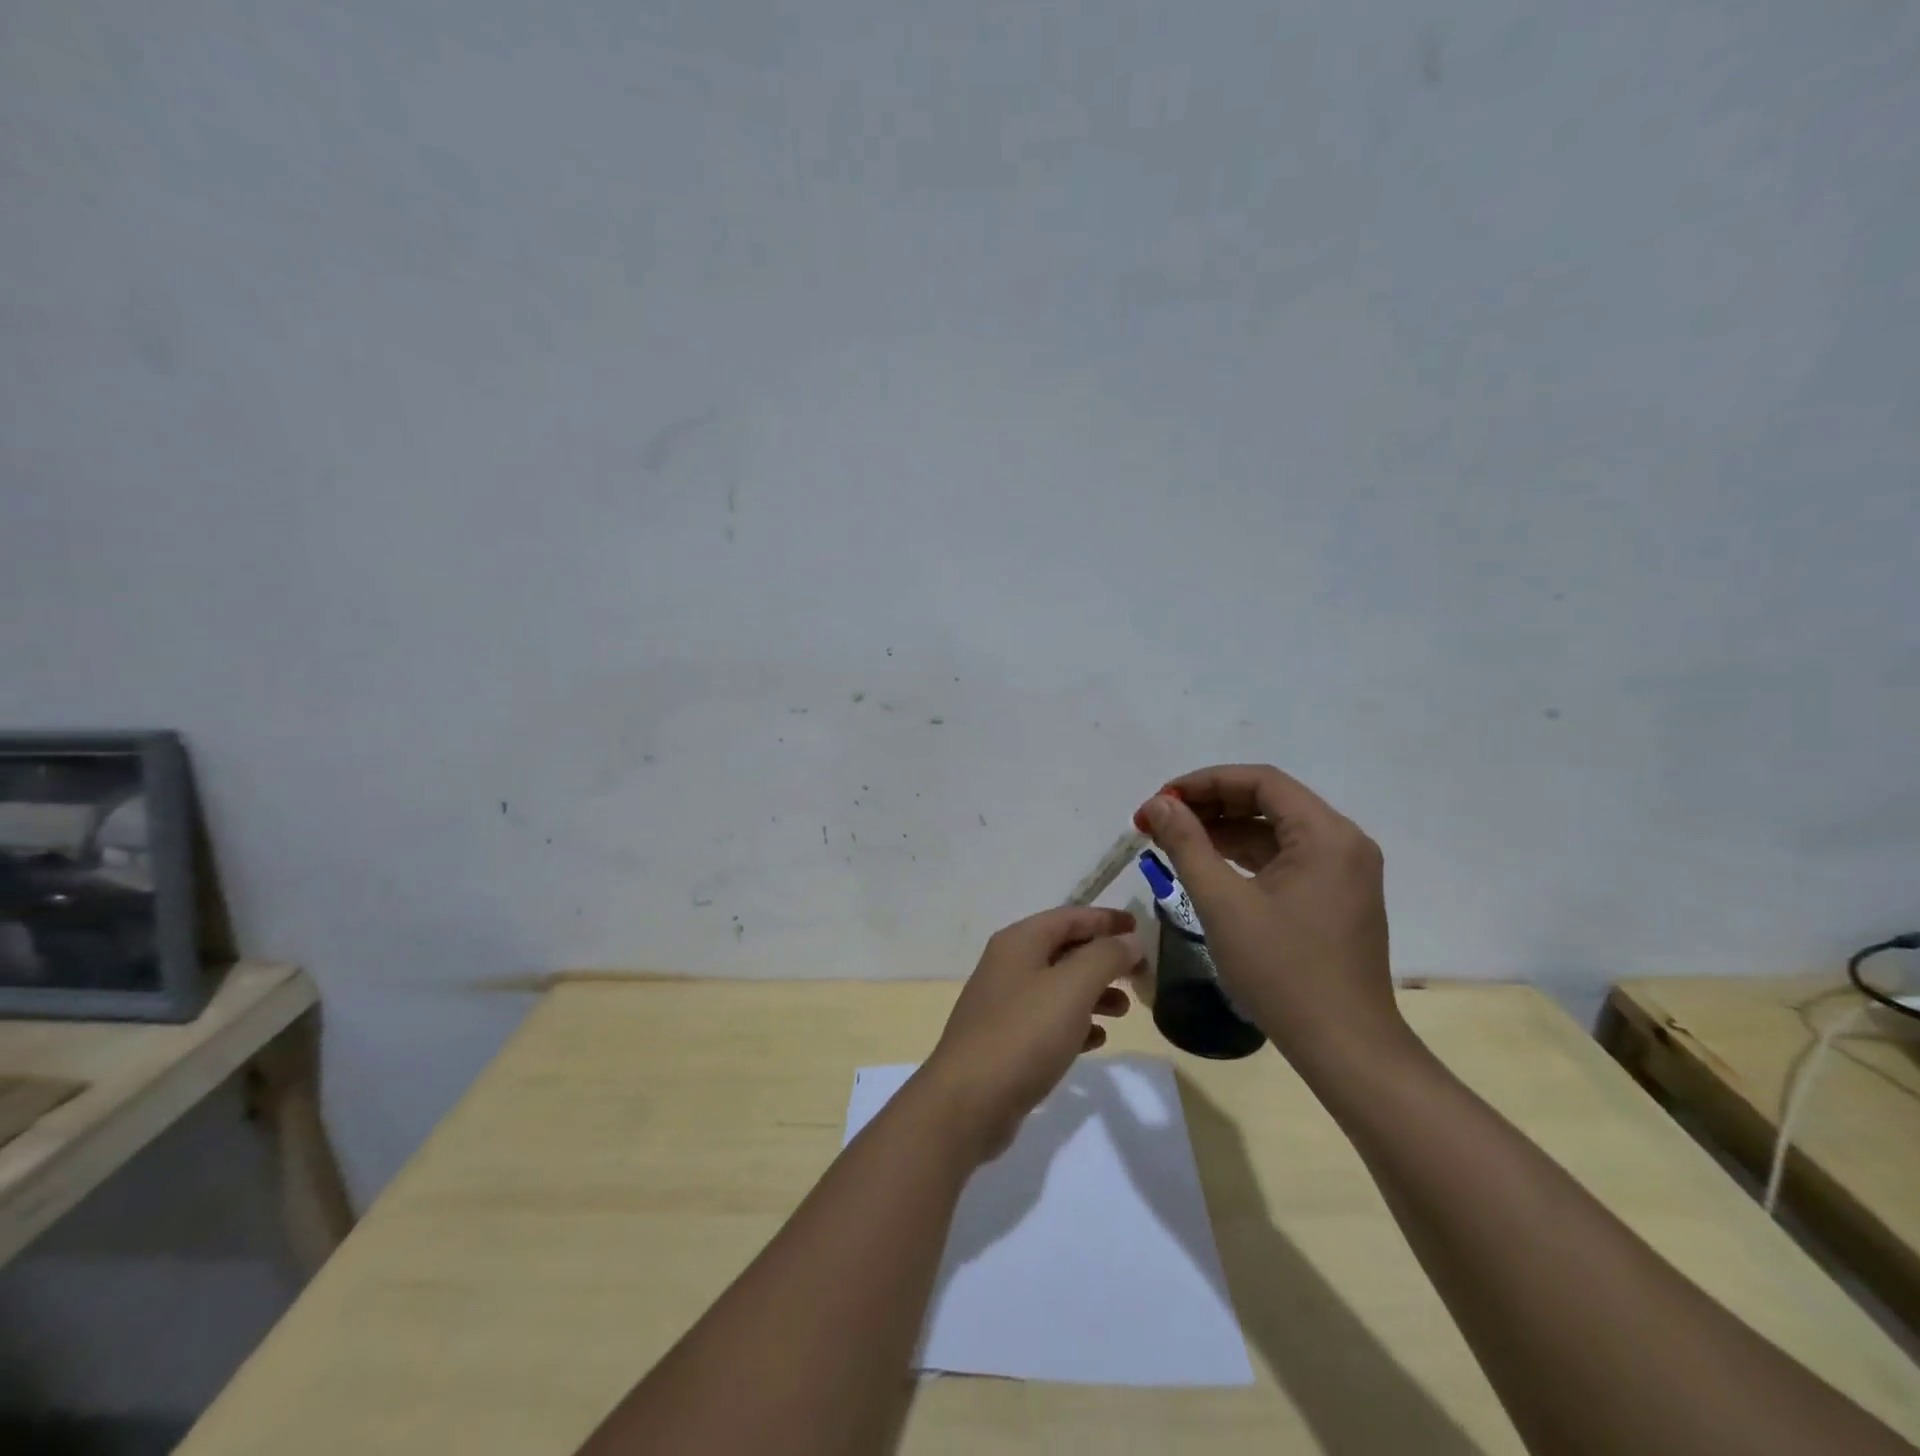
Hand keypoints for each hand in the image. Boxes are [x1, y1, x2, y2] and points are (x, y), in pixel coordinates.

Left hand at [917, 907, 1142, 1161]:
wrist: (968, 1101)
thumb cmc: (1024, 1034)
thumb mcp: (1073, 988)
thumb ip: (1105, 958)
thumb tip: (1130, 941)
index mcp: (1019, 941)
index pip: (1070, 917)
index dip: (1105, 919)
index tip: (1139, 927)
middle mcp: (1009, 964)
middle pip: (1065, 950)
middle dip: (1103, 958)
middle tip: (1140, 975)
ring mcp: (1005, 1003)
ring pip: (1059, 986)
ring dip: (1094, 992)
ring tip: (1124, 1010)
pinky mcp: (1006, 1039)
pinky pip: (1048, 1020)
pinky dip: (1075, 1023)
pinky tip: (1096, 1040)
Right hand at [1135, 765, 1403, 1070]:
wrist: (1344, 1046)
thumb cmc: (1282, 971)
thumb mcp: (1223, 903)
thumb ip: (1186, 844)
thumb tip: (1158, 804)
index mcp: (1325, 834)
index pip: (1260, 781)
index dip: (1204, 782)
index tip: (1160, 799)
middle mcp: (1343, 842)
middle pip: (1269, 801)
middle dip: (1210, 804)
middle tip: (1160, 819)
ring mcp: (1344, 870)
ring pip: (1275, 831)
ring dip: (1224, 830)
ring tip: (1174, 840)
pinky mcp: (1337, 896)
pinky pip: (1286, 858)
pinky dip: (1245, 856)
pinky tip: (1208, 865)